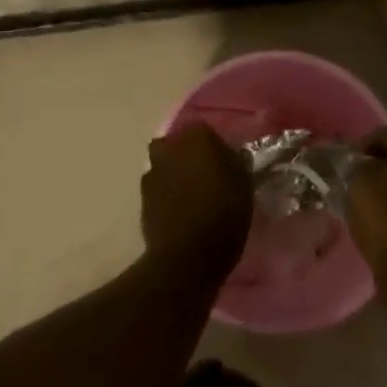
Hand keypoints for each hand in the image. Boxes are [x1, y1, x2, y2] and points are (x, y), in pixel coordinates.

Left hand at [141, 122, 252, 284]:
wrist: (187, 255)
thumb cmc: (224, 213)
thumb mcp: (244, 184)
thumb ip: (235, 163)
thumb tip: (230, 157)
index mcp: (197, 137)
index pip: (204, 130)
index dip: (213, 146)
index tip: (224, 163)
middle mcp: (169, 148)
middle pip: (177, 145)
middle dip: (186, 156)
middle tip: (205, 176)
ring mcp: (151, 173)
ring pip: (164, 166)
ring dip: (174, 175)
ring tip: (191, 197)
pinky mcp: (141, 199)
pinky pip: (157, 189)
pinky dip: (166, 196)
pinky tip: (179, 213)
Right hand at [347, 129, 386, 275]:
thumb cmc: (382, 216)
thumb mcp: (359, 183)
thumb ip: (359, 165)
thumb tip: (363, 162)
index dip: (367, 140)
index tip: (350, 155)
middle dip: (377, 163)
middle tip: (354, 173)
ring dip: (384, 185)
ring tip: (360, 196)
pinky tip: (374, 216)